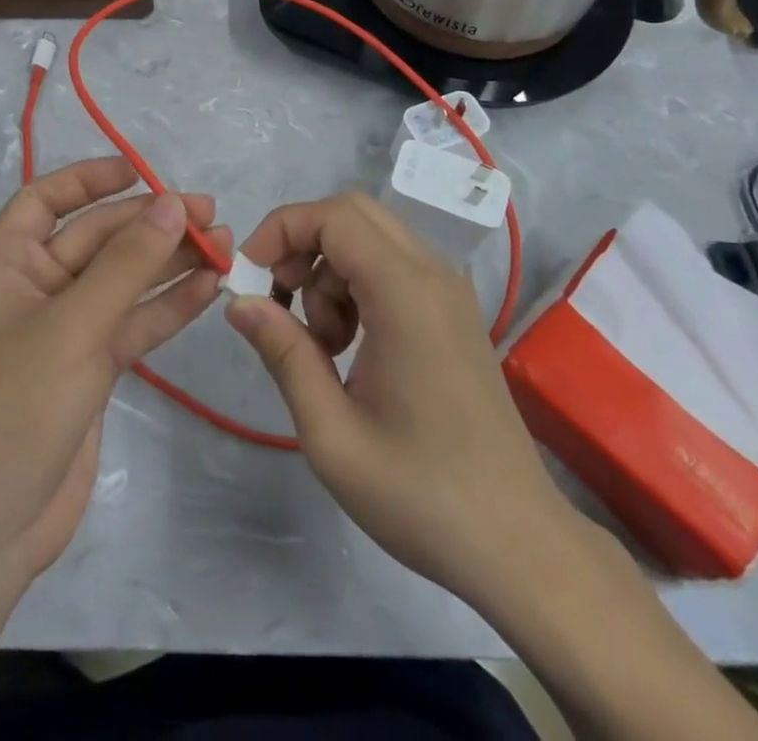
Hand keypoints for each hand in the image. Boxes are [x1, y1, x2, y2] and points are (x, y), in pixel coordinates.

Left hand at [0, 157, 226, 585]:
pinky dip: (168, 305)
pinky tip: (210, 287)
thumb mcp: (72, 326)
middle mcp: (33, 287)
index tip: (142, 170)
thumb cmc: (13, 407)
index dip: (90, 178)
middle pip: (97, 238)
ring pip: (122, 280)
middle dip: (150, 224)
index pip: (46, 199)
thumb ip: (127, 264)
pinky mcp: (90, 366)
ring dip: (169, 262)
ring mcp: (64, 329)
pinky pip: (133, 321)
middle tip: (209, 213)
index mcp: (4, 262)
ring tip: (224, 244)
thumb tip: (170, 202)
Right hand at [225, 191, 575, 604]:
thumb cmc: (420, 494)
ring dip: (327, 271)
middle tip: (278, 302)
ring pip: (369, 238)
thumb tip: (239, 302)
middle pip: (352, 213)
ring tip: (320, 344)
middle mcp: (433, 275)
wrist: (518, 544)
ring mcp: (448, 291)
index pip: (333, 216)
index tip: (248, 279)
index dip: (280, 231)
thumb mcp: (331, 433)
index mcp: (406, 293)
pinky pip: (390, 266)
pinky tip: (349, 347)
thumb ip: (283, 353)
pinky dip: (355, 286)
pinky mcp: (452, 312)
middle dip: (301, 243)